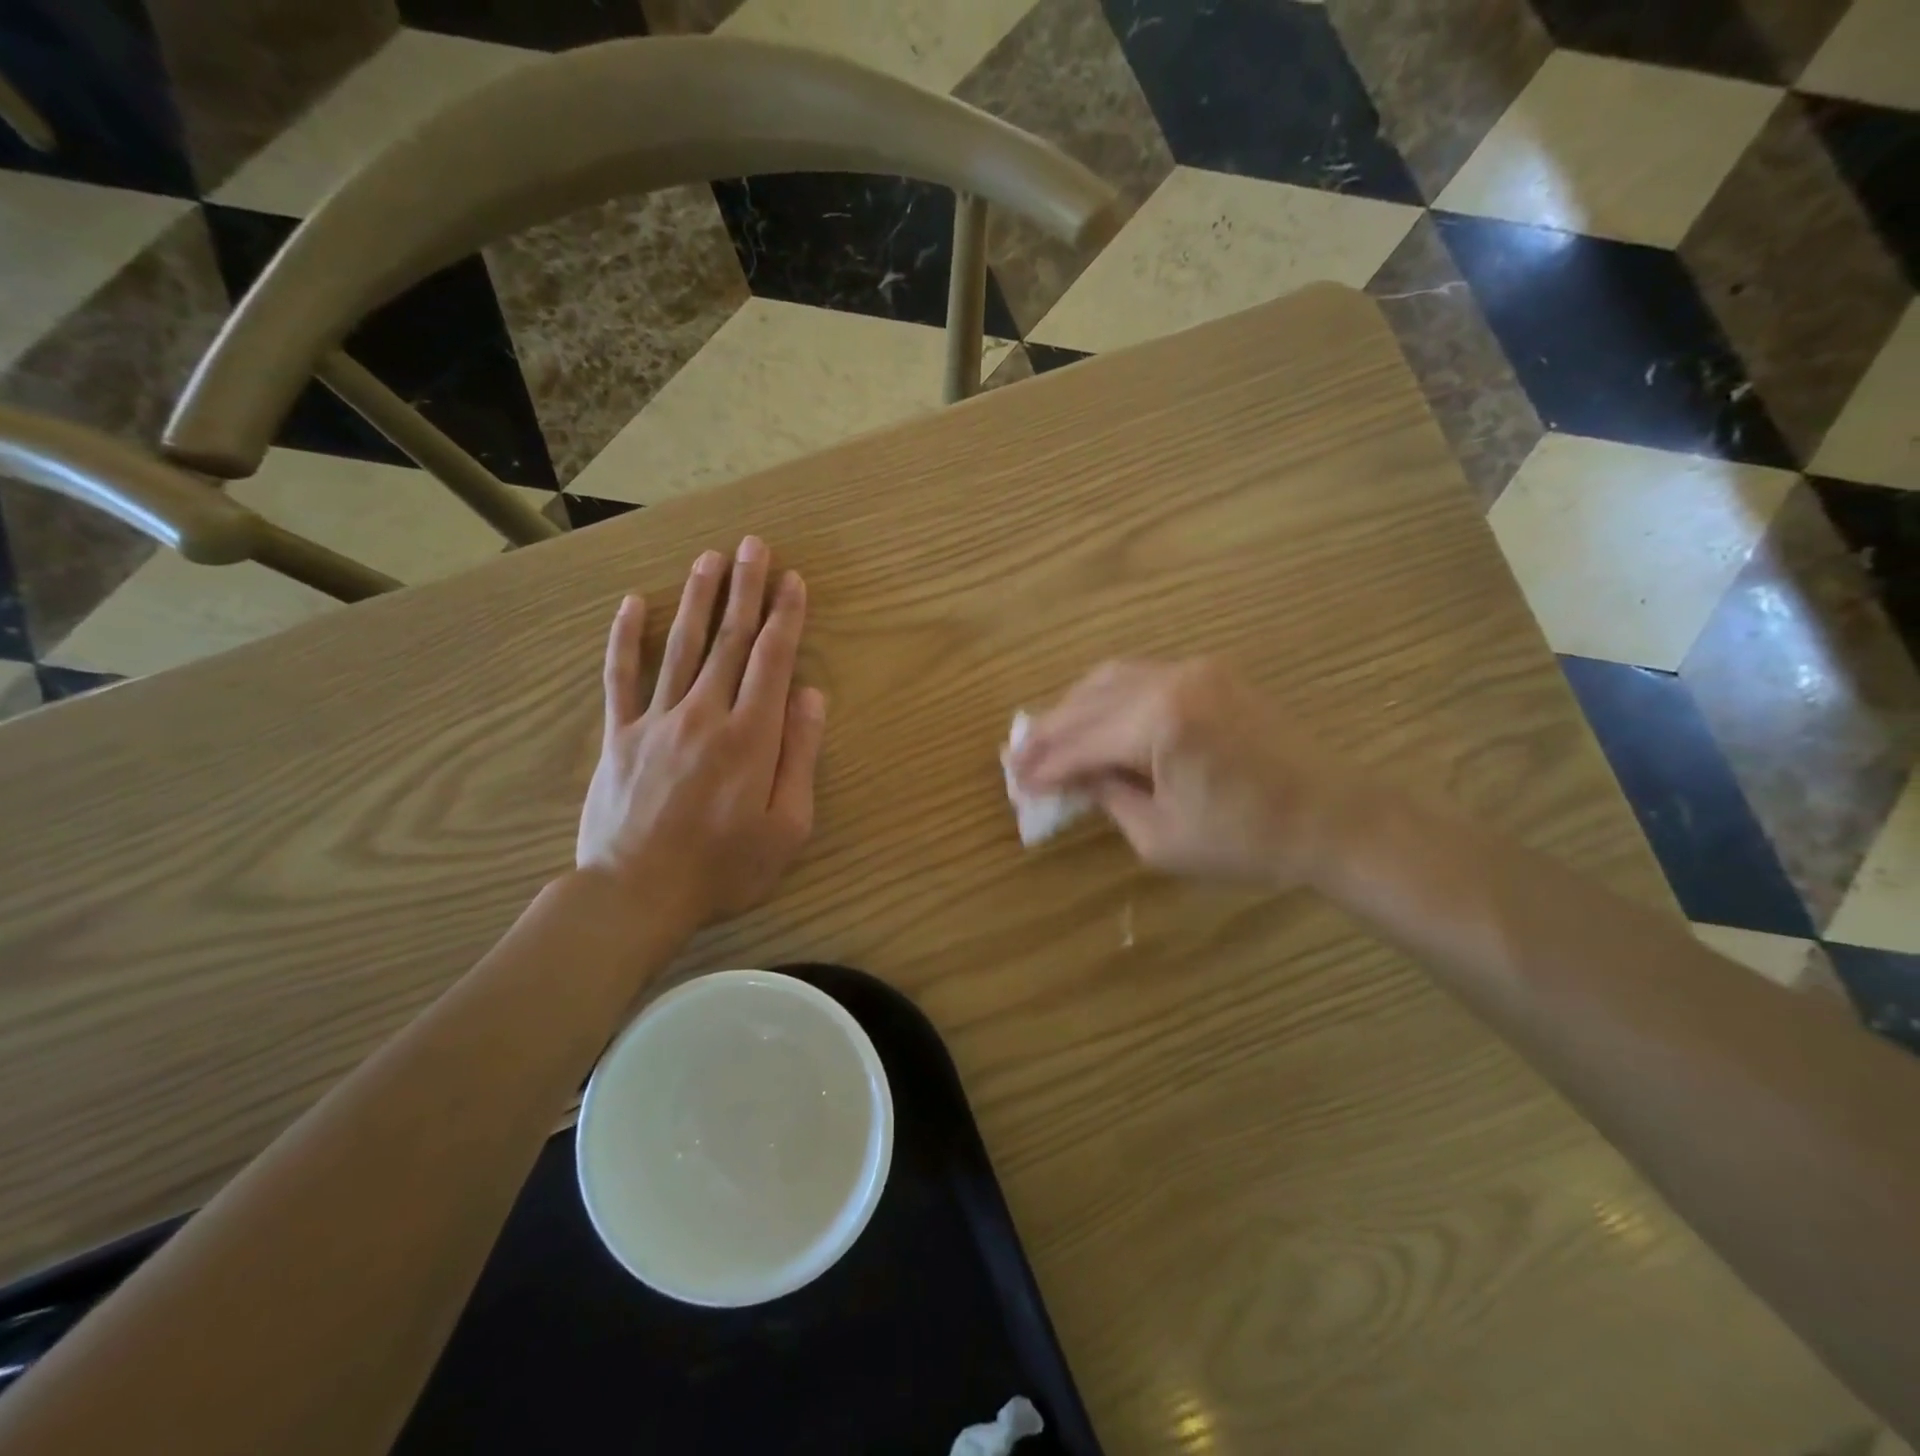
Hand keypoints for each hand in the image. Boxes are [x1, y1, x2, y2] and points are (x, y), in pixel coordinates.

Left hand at [576, 536, 826, 925]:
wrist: (637, 895)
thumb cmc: (725, 868)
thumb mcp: (788, 825)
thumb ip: (800, 755)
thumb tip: (810, 694)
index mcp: (751, 736)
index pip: (772, 660)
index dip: (785, 616)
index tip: (793, 580)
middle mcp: (705, 714)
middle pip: (730, 640)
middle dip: (746, 590)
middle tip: (754, 546)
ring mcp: (657, 721)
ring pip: (681, 647)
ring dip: (698, 599)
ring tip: (710, 559)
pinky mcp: (620, 736)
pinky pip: (620, 678)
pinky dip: (625, 638)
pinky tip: (632, 603)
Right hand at [1009, 658, 1352, 887]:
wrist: (1334, 819)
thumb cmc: (1247, 842)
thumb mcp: (1161, 837)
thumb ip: (1108, 798)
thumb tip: (1075, 777)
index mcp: (1159, 723)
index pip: (1079, 742)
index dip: (1043, 765)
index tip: (1013, 782)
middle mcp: (1171, 681)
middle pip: (1087, 702)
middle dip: (1048, 733)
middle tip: (1016, 759)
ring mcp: (1195, 669)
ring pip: (1110, 678)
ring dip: (1073, 707)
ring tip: (1046, 737)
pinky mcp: (1213, 672)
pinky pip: (1142, 675)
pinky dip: (1108, 695)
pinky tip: (1093, 715)